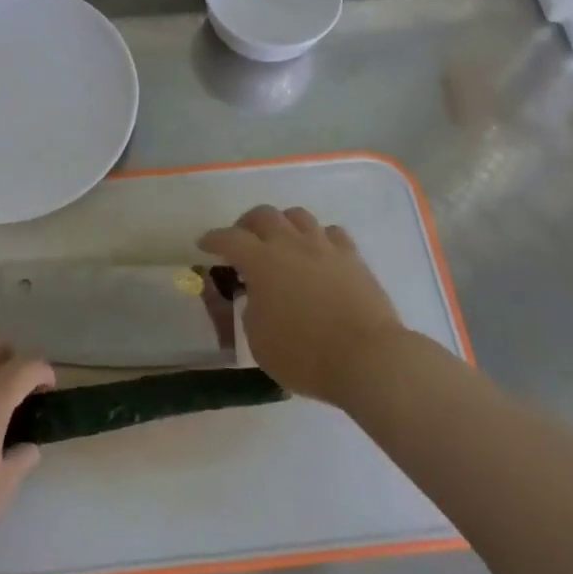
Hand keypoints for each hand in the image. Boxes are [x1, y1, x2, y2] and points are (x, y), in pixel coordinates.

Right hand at [199, 205, 408, 405]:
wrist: (368, 358)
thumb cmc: (305, 355)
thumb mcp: (259, 342)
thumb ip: (252, 311)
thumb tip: (258, 297)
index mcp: (261, 262)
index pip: (229, 238)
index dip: (213, 239)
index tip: (204, 244)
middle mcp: (291, 244)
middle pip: (264, 215)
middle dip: (246, 224)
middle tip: (242, 240)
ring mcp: (325, 247)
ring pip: (298, 216)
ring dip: (282, 224)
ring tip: (280, 242)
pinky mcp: (353, 258)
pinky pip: (331, 233)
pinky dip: (318, 237)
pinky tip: (317, 253)